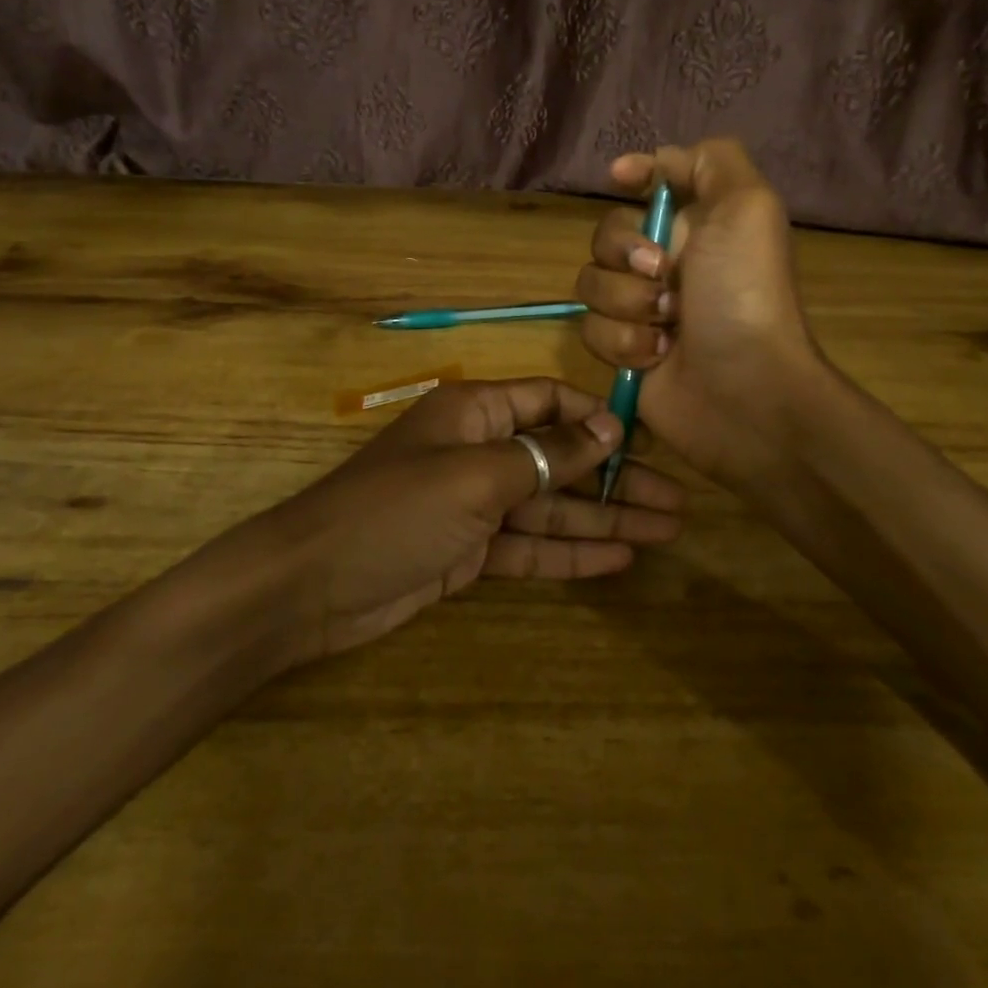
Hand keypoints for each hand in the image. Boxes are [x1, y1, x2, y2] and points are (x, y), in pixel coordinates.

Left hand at [271, 379, 683, 658]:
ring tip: (666, 530)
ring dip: (605, 519)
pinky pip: (530, 546)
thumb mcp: (476, 476)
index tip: (645, 443)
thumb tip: (608, 426)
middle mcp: (479, 451)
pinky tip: (619, 559)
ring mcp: (475, 505)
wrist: (312, 585)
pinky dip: (571, 553)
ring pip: (552, 506)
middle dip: (615, 478)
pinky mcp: (469, 552)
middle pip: (561, 459)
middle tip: (676, 501)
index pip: (549, 401)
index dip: (597, 419)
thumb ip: (546, 454)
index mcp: (476, 413)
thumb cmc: (395, 510)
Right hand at [575, 139, 826, 489]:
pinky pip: (590, 330)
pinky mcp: (622, 350)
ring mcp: (640, 308)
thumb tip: (657, 162)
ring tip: (667, 327)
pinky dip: (623, 342)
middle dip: (626, 254)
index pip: (650, 184)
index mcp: (696, 224)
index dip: (635, 175)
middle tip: (664, 276)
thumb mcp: (748, 206)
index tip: (621, 178)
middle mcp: (665, 262)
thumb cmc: (744, 294)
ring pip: (591, 284)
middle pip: (605, 234)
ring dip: (627, 304)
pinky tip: (657, 357)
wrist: (744, 389)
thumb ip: (712, 162)